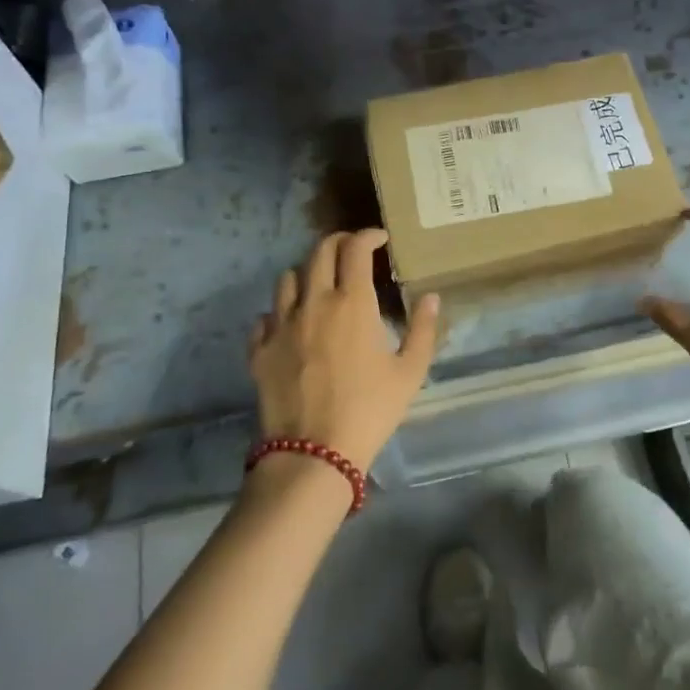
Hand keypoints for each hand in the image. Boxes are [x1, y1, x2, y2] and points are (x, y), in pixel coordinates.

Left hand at [248, 229, 440, 469]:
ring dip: (307, 274)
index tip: (380, 239)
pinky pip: (265, 317)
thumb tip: (430, 297)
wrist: (314, 454)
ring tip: (320, 286)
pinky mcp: (259, 350)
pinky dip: (280, 313)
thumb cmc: (370, 410)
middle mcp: (313, 303)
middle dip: (338, 243)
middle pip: (319, 251)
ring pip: (288, 278)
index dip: (368, 236)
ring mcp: (281, 325)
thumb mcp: (410, 372)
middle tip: (352, 252)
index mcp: (352, 303)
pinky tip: (291, 325)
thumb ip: (422, 329)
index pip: (355, 249)